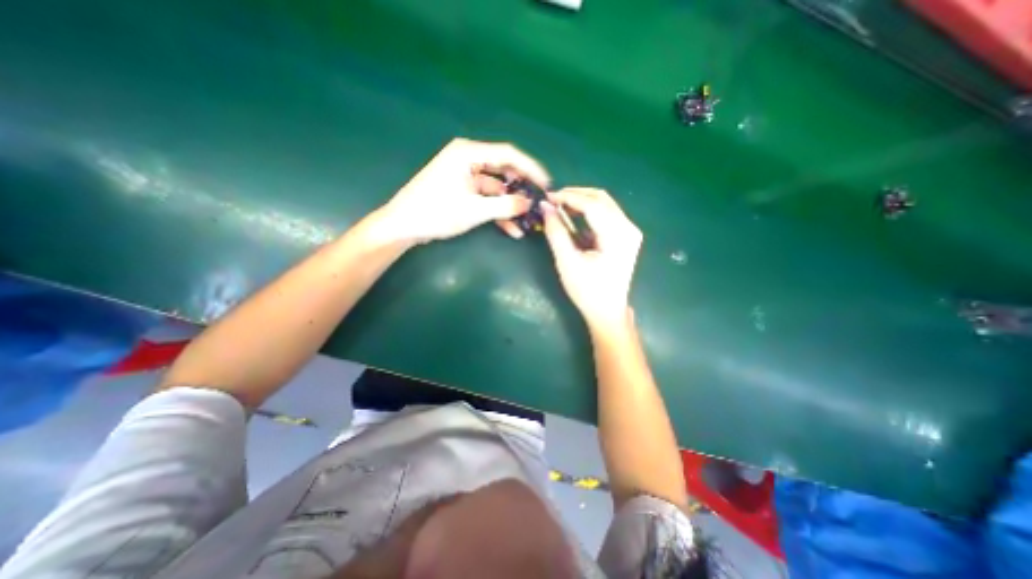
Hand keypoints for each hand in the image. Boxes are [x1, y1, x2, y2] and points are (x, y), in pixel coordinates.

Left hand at [375, 138, 552, 242]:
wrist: (404, 226)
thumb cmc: (436, 212)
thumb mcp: (474, 210)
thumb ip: (504, 206)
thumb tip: (528, 204)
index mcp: (468, 153)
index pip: (508, 154)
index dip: (531, 168)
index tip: (546, 184)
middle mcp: (468, 159)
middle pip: (504, 170)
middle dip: (522, 189)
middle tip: (539, 202)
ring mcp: (466, 176)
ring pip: (497, 188)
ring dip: (510, 205)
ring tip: (527, 221)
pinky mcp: (463, 191)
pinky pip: (486, 198)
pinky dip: (498, 212)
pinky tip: (511, 229)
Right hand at [543, 187, 641, 327]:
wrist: (607, 311)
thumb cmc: (587, 291)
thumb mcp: (567, 262)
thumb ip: (556, 232)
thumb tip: (545, 207)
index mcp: (617, 235)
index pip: (592, 204)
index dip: (568, 197)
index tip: (547, 197)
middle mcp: (628, 228)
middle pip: (601, 198)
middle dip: (575, 196)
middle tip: (553, 201)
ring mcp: (630, 231)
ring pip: (604, 204)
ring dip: (581, 202)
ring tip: (560, 208)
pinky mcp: (626, 236)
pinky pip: (606, 214)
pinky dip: (588, 212)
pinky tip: (574, 218)